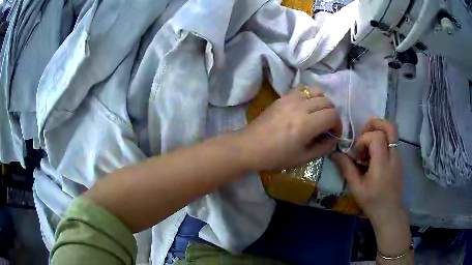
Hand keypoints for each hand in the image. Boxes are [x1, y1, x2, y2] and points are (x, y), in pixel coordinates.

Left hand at [241, 86, 340, 170]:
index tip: (333, 134)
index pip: (333, 115)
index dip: (338, 125)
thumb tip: (334, 138)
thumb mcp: (303, 158)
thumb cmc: (276, 157)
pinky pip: (303, 89)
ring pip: (317, 91)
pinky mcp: (283, 96)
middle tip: (326, 126)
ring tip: (317, 114)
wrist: (250, 147)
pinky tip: (305, 107)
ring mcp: (290, 99)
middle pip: (328, 102)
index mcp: (306, 124)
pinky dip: (310, 95)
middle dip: (332, 114)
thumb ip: (323, 147)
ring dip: (322, 102)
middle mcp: (301, 107)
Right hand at [331, 118, 402, 221]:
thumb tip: (334, 153)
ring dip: (379, 130)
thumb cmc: (372, 201)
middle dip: (375, 123)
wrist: (389, 211)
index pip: (376, 137)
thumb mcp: (356, 188)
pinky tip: (374, 153)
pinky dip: (382, 139)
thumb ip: (347, 168)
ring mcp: (398, 156)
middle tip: (363, 132)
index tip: (356, 154)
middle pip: (389, 127)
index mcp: (382, 164)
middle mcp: (393, 156)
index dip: (363, 140)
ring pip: (392, 131)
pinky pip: (392, 140)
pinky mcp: (399, 159)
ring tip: (368, 141)